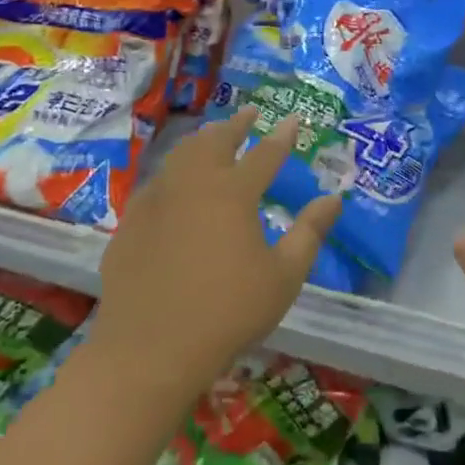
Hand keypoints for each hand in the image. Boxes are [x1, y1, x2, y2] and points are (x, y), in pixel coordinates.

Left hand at [86, 109, 341, 404]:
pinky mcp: (130, 224)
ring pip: (180, 156)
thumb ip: (310, 232)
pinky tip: (174, 184)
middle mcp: (193, 185)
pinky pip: (155, 184)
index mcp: (233, 193)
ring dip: (201, 141)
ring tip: (212, 137)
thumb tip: (334, 198)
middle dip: (236, 125)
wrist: (149, 350)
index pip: (265, 154)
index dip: (282, 136)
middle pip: (215, 142)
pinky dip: (173, 172)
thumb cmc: (228, 312)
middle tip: (249, 113)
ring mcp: (156, 202)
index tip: (294, 120)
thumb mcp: (284, 276)